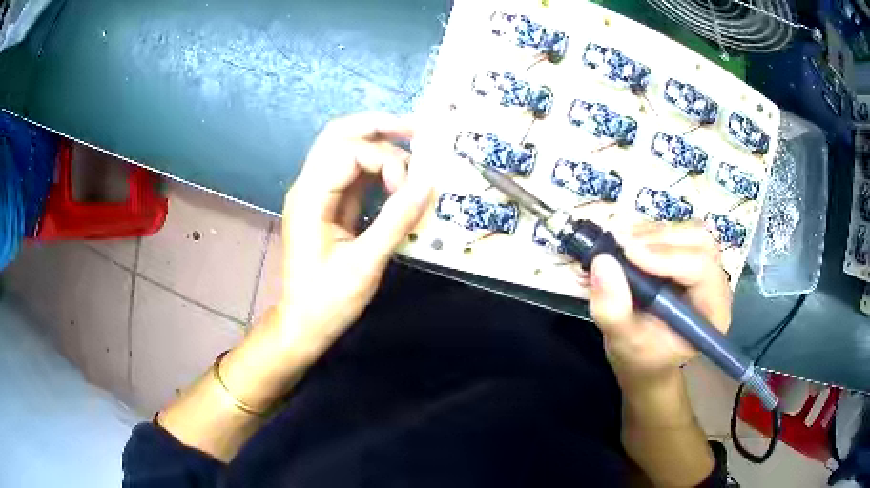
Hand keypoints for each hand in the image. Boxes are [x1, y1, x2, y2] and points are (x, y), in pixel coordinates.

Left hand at [276, 113, 431, 358]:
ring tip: (414, 147)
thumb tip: (428, 183)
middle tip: (417, 129)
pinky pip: (352, 173)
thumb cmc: (328, 300)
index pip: (348, 152)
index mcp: (310, 198)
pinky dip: (377, 167)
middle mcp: (309, 187)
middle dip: (378, 127)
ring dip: (379, 144)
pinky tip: (399, 174)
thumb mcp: (365, 265)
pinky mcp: (328, 205)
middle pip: (338, 136)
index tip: (407, 190)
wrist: (304, 322)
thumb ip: (395, 221)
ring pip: (344, 149)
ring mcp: (317, 194)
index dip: (385, 160)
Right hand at [588, 221, 731, 381]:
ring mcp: (703, 266)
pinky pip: (674, 231)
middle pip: (699, 242)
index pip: (701, 269)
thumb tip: (602, 262)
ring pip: (687, 230)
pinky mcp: (687, 255)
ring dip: (652, 233)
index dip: (667, 256)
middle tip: (622, 245)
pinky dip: (647, 232)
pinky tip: (625, 245)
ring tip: (619, 245)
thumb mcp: (623, 342)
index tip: (628, 252)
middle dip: (660, 239)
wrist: (644, 357)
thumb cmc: (640, 357)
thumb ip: (613, 310)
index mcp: (712, 312)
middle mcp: (714, 283)